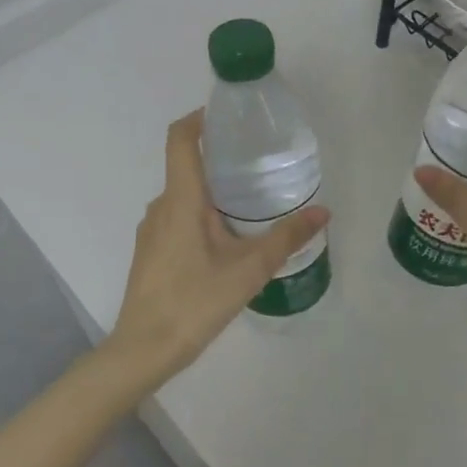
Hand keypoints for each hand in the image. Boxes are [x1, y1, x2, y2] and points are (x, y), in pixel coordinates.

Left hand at [106, 110, 329, 387]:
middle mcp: (161, 206)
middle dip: (219, 160)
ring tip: (250, 204)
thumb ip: (287, 237)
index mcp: (181, 199)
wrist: (144, 349)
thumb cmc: (195, 301)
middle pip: (186, 167)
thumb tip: (322, 212)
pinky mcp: (150, 252)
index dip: (199, 119)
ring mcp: (151, 230)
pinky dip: (201, 215)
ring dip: (212, 192)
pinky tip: (226, 241)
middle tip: (259, 164)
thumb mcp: (250, 269)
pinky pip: (177, 218)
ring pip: (184, 197)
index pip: (180, 139)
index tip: (227, 116)